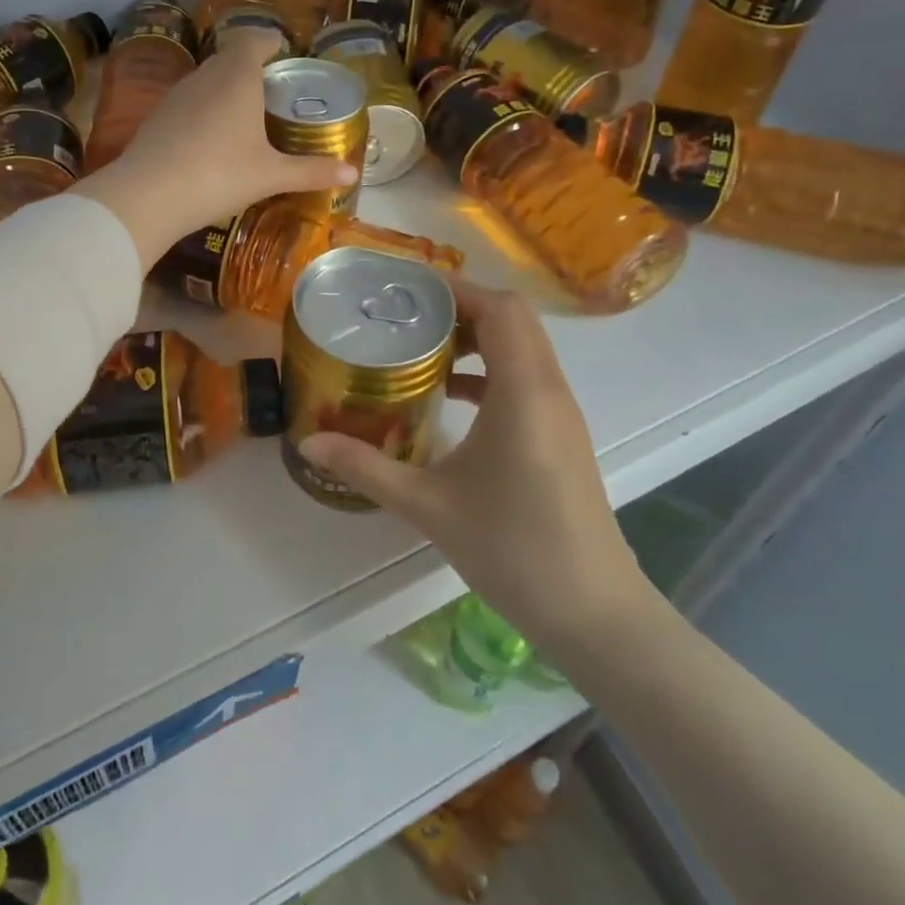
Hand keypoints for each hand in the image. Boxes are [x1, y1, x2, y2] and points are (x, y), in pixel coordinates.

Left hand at [76, 30, 355, 265]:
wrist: (148, 196)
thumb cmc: (219, 175)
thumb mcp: (270, 175)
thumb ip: (311, 171)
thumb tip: (352, 172)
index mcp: (237, 77)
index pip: (254, 40)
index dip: (270, 41)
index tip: (284, 50)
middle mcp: (205, 76)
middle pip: (230, 58)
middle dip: (251, 66)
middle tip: (272, 88)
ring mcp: (176, 95)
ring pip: (206, 79)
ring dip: (225, 88)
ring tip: (245, 113)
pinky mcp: (157, 117)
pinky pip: (189, 102)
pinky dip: (205, 109)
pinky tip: (211, 138)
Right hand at [298, 279, 654, 664]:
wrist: (595, 615)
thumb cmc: (514, 551)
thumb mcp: (430, 507)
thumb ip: (367, 468)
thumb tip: (309, 445)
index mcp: (523, 392)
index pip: (499, 309)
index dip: (455, 289)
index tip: (406, 290)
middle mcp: (549, 389)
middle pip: (513, 318)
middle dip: (460, 306)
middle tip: (406, 315)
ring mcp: (561, 412)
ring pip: (523, 345)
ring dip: (477, 336)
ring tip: (422, 347)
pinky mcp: (561, 433)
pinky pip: (526, 375)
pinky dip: (490, 368)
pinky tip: (450, 395)